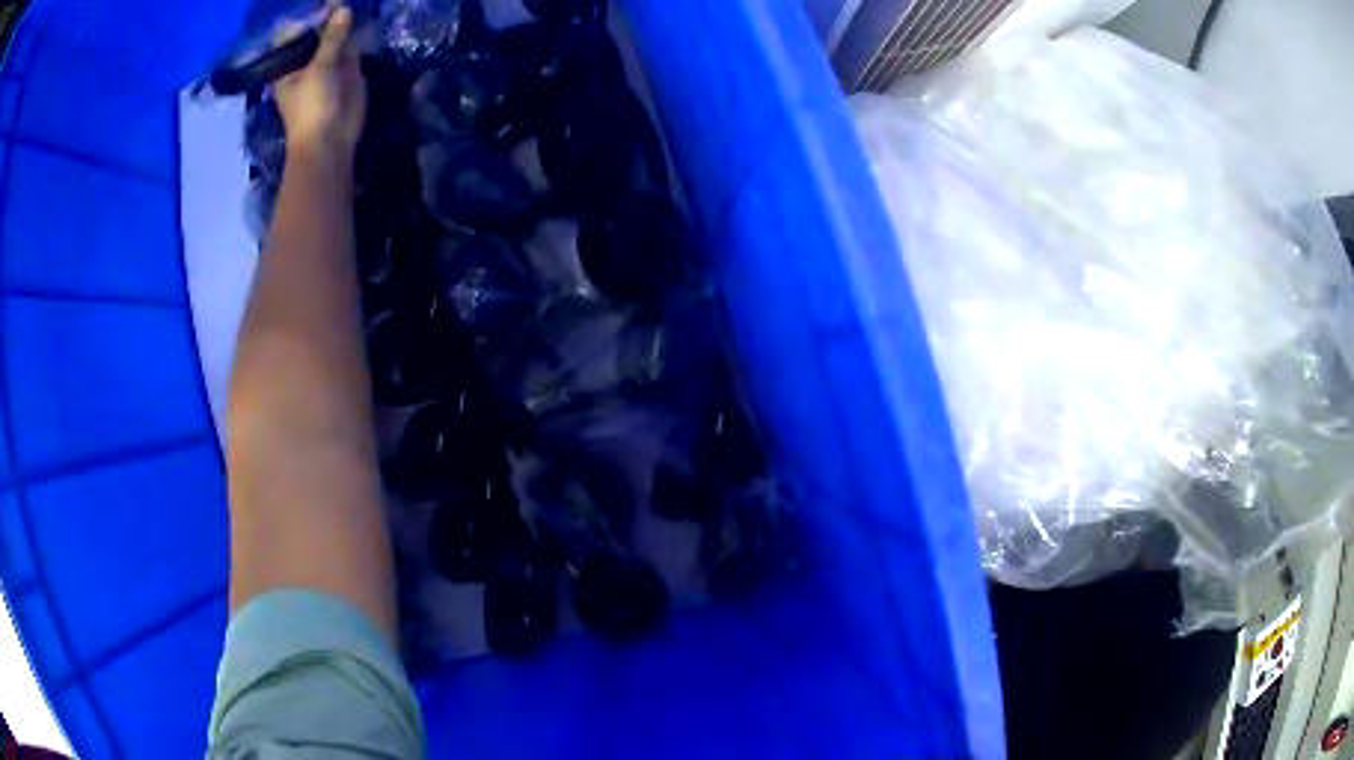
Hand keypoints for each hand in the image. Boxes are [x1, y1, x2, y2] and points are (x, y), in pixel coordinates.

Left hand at [274, 6, 366, 161]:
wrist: (331, 139)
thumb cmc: (311, 107)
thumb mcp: (319, 68)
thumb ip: (331, 37)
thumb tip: (342, 7)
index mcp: (287, 66)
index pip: (291, 35)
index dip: (302, 17)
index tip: (313, 2)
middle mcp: (304, 62)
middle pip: (313, 32)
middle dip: (324, 15)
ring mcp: (326, 64)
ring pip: (333, 36)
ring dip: (340, 21)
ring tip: (346, 2)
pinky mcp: (346, 69)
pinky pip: (349, 45)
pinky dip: (354, 32)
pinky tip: (359, 14)